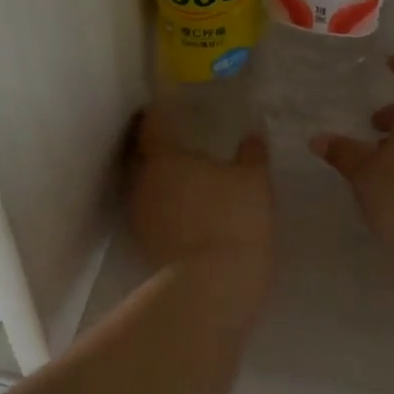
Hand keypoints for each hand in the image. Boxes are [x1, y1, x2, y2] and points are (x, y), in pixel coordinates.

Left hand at [128, 105, 272, 272]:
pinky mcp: (144, 243)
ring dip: (160, 178)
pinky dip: (164, 204)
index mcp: (163, 158)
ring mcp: (139, 215)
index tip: (169, 108)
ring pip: (144, 185)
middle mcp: (141, 181)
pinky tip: (186, 208)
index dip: (159, 114)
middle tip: (180, 140)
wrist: (213, 286)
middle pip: (142, 155)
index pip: (152, 125)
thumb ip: (252, 154)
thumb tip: (252, 134)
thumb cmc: (233, 220)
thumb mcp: (254, 181)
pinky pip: (151, 211)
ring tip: (185, 175)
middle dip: (156, 147)